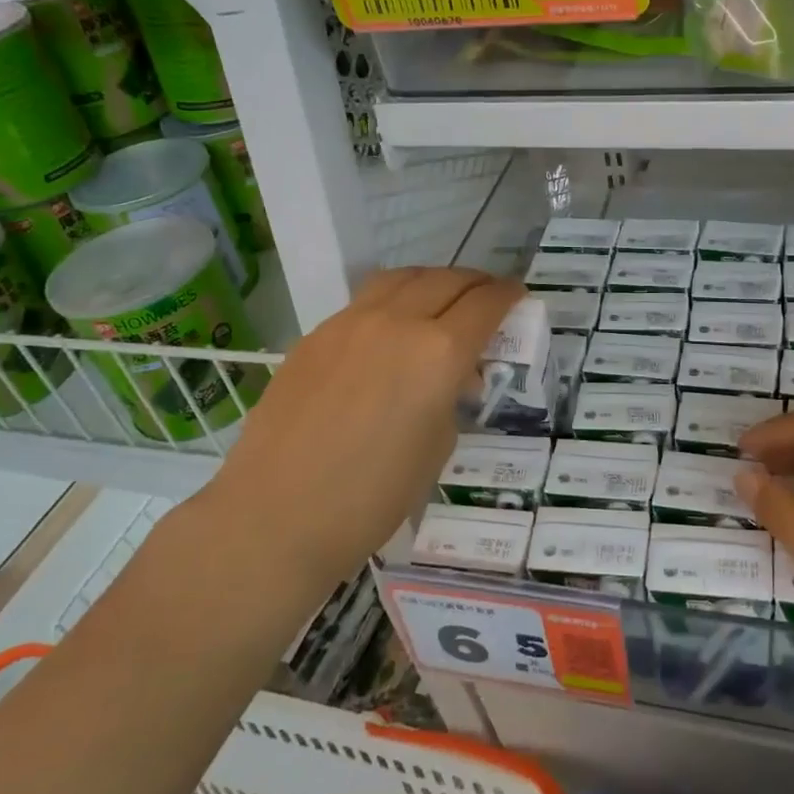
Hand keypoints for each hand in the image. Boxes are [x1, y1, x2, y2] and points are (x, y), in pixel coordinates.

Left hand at [200, 267, 522, 587]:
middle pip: (447, 280)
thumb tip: (452, 377)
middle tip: (487, 297)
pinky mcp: (316, 335)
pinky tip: (391, 329)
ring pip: (402, 278)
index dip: (508, 296)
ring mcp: (350, 323)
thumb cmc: (371, 497)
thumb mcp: (436, 447)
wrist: (276, 514)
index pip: (485, 304)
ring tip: (441, 299)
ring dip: (432, 281)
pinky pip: (365, 301)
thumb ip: (451, 398)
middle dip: (476, 283)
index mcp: (439, 353)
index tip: (517, 297)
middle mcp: (397, 323)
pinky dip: (393, 300)